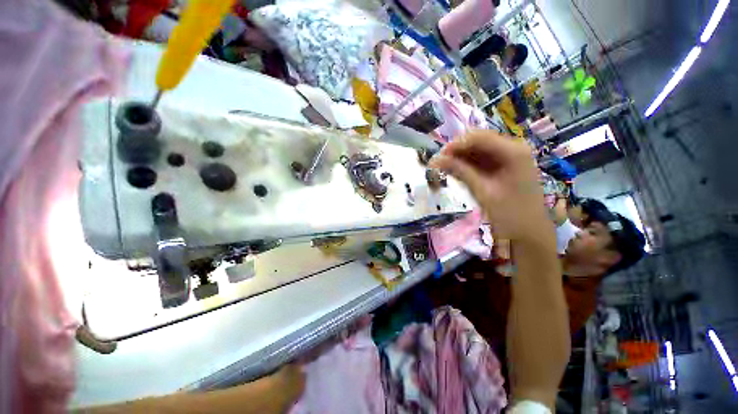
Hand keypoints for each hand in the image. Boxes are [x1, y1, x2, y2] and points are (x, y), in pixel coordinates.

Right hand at [430, 130, 552, 245]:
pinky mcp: (503, 167)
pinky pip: (481, 160)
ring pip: (477, 150)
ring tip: (442, 168)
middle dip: (456, 151)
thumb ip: (460, 171)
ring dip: (459, 158)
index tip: (437, 157)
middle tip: (438, 163)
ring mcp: (508, 158)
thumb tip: (436, 160)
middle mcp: (512, 149)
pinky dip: (466, 165)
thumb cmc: (510, 214)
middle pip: (478, 141)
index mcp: (513, 151)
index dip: (456, 145)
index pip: (478, 137)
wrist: (529, 233)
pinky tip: (455, 172)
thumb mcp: (483, 191)